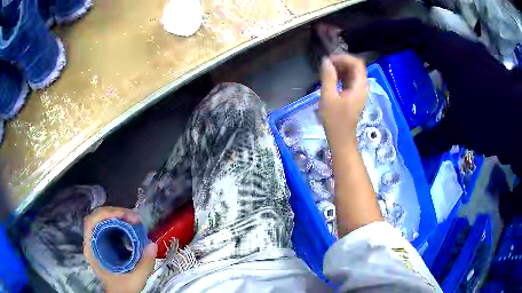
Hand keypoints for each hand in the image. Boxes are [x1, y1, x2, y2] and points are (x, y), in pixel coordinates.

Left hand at [83, 207, 157, 292]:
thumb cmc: (123, 288)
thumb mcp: (135, 279)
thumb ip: (144, 264)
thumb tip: (152, 244)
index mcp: (92, 249)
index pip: (91, 222)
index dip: (105, 214)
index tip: (124, 216)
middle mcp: (92, 241)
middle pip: (98, 217)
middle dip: (116, 213)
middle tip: (134, 217)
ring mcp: (98, 240)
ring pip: (104, 219)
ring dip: (119, 215)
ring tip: (134, 219)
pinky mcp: (105, 241)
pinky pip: (110, 225)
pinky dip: (120, 221)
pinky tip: (131, 225)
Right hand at [319, 54, 366, 150]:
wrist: (341, 140)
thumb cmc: (335, 120)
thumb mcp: (328, 97)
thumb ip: (328, 77)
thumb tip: (326, 61)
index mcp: (359, 87)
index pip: (357, 64)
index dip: (344, 58)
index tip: (329, 61)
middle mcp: (362, 88)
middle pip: (356, 68)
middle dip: (341, 63)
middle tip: (326, 66)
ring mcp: (358, 92)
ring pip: (352, 74)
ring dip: (340, 70)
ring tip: (326, 72)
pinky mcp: (353, 97)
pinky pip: (349, 81)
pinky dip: (341, 77)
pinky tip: (330, 80)